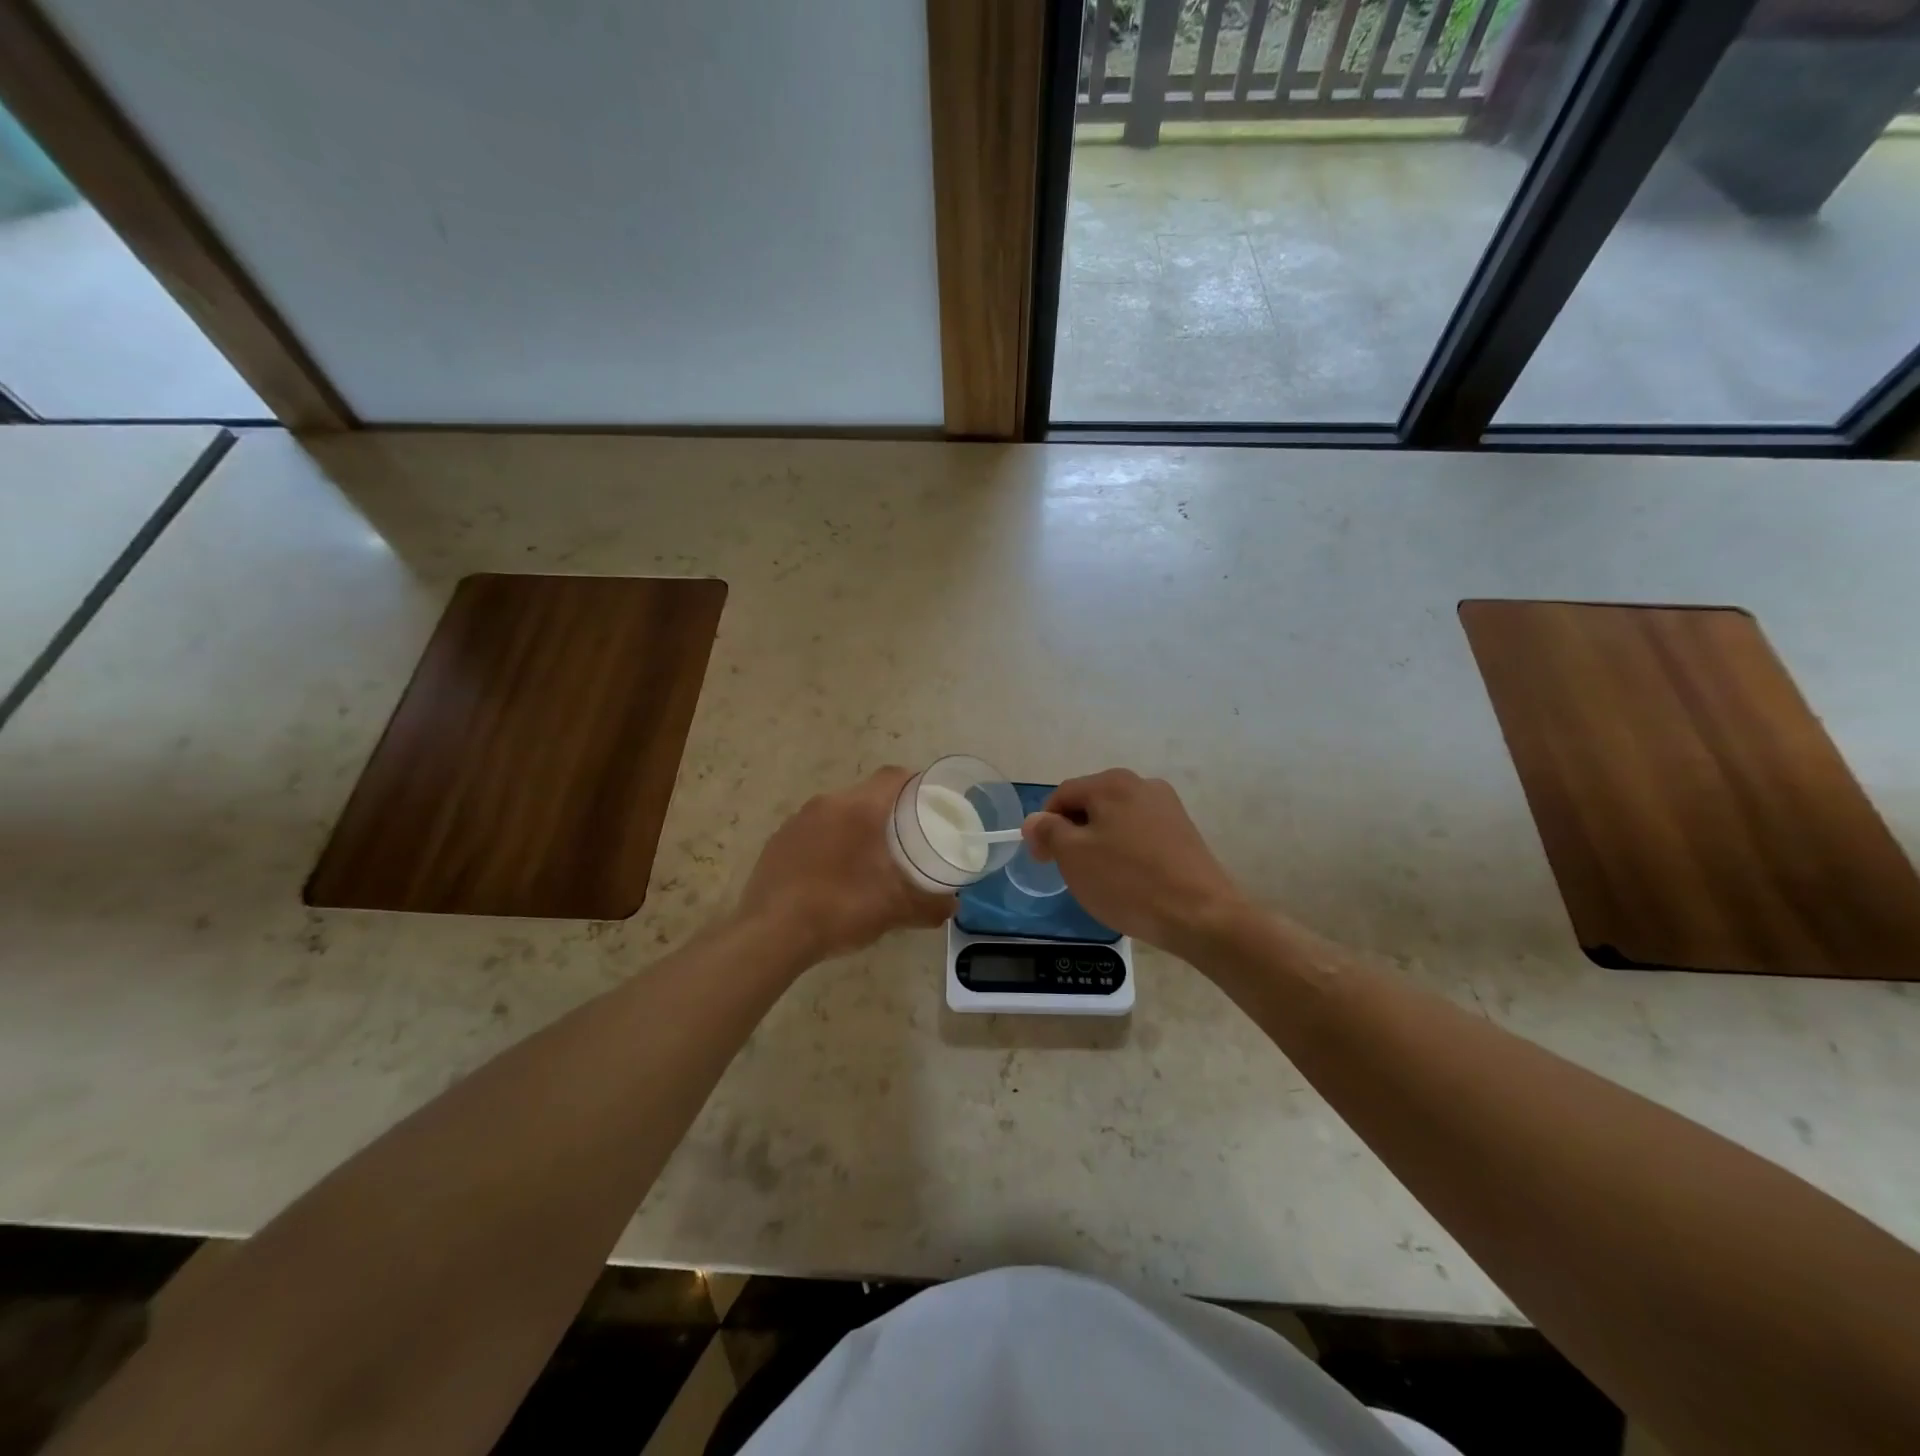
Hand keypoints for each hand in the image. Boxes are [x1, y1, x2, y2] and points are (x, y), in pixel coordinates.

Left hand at [737, 767, 955, 963]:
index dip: (915, 784)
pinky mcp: (777, 841)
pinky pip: (813, 831)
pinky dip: (829, 843)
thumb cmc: (841, 908)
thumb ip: (930, 905)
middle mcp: (827, 803)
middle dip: (887, 811)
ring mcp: (797, 820)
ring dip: (855, 827)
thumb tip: (953, 906)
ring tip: (870, 858)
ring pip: (837, 812)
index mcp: (859, 808)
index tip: (929, 803)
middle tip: (905, 837)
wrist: (771, 933)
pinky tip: (833, 875)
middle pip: (866, 794)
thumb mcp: (895, 909)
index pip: (893, 776)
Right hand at [1023, 769, 1244, 954]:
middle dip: (1074, 834)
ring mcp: (1168, 807)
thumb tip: (1035, 820)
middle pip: (1091, 804)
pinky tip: (1131, 881)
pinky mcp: (1184, 832)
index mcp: (1111, 782)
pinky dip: (1127, 852)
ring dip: (1100, 844)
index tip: (1043, 860)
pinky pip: (1141, 835)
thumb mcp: (1073, 856)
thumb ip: (1048, 831)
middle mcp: (1142, 784)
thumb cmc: (1127, 881)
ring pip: (1116, 821)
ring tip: (1102, 879)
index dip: (1044, 826)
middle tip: (1070, 872)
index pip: (1062, 795)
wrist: (1201, 915)